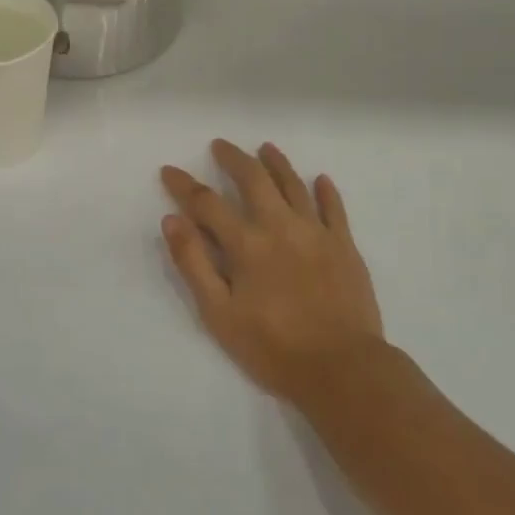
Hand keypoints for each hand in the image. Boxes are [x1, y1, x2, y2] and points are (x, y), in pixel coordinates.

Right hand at [161, 140, 384, 403]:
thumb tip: (172, 220)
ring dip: (277, 163)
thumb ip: (194, 264)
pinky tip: (319, 179)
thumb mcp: (219, 314)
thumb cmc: (273, 347)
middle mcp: (280, 226)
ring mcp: (316, 232)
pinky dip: (325, 191)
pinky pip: (334, 208)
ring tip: (266, 148)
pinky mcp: (344, 246)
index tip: (169, 170)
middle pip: (254, 179)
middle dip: (234, 159)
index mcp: (247, 244)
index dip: (184, 185)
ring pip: (293, 185)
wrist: (342, 369)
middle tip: (220, 145)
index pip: (207, 203)